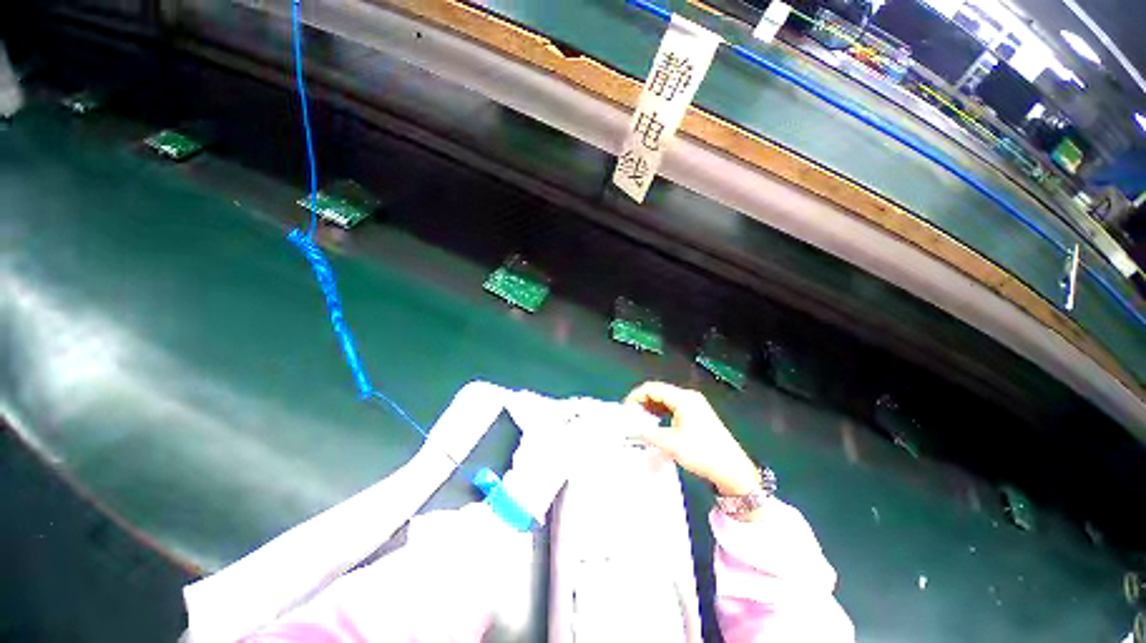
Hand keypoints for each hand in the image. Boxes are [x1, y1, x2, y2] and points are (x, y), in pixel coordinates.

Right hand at [623, 382, 760, 496]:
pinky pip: (673, 406)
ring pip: (665, 399)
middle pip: (658, 391)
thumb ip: (647, 432)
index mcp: (682, 398)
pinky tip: (656, 423)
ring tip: (640, 422)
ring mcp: (694, 404)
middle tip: (631, 418)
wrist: (732, 470)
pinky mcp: (697, 413)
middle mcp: (688, 396)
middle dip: (642, 402)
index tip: (625, 411)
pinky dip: (661, 412)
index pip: (651, 388)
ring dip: (651, 407)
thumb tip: (629, 426)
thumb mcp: (670, 443)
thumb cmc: (701, 453)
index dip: (635, 397)